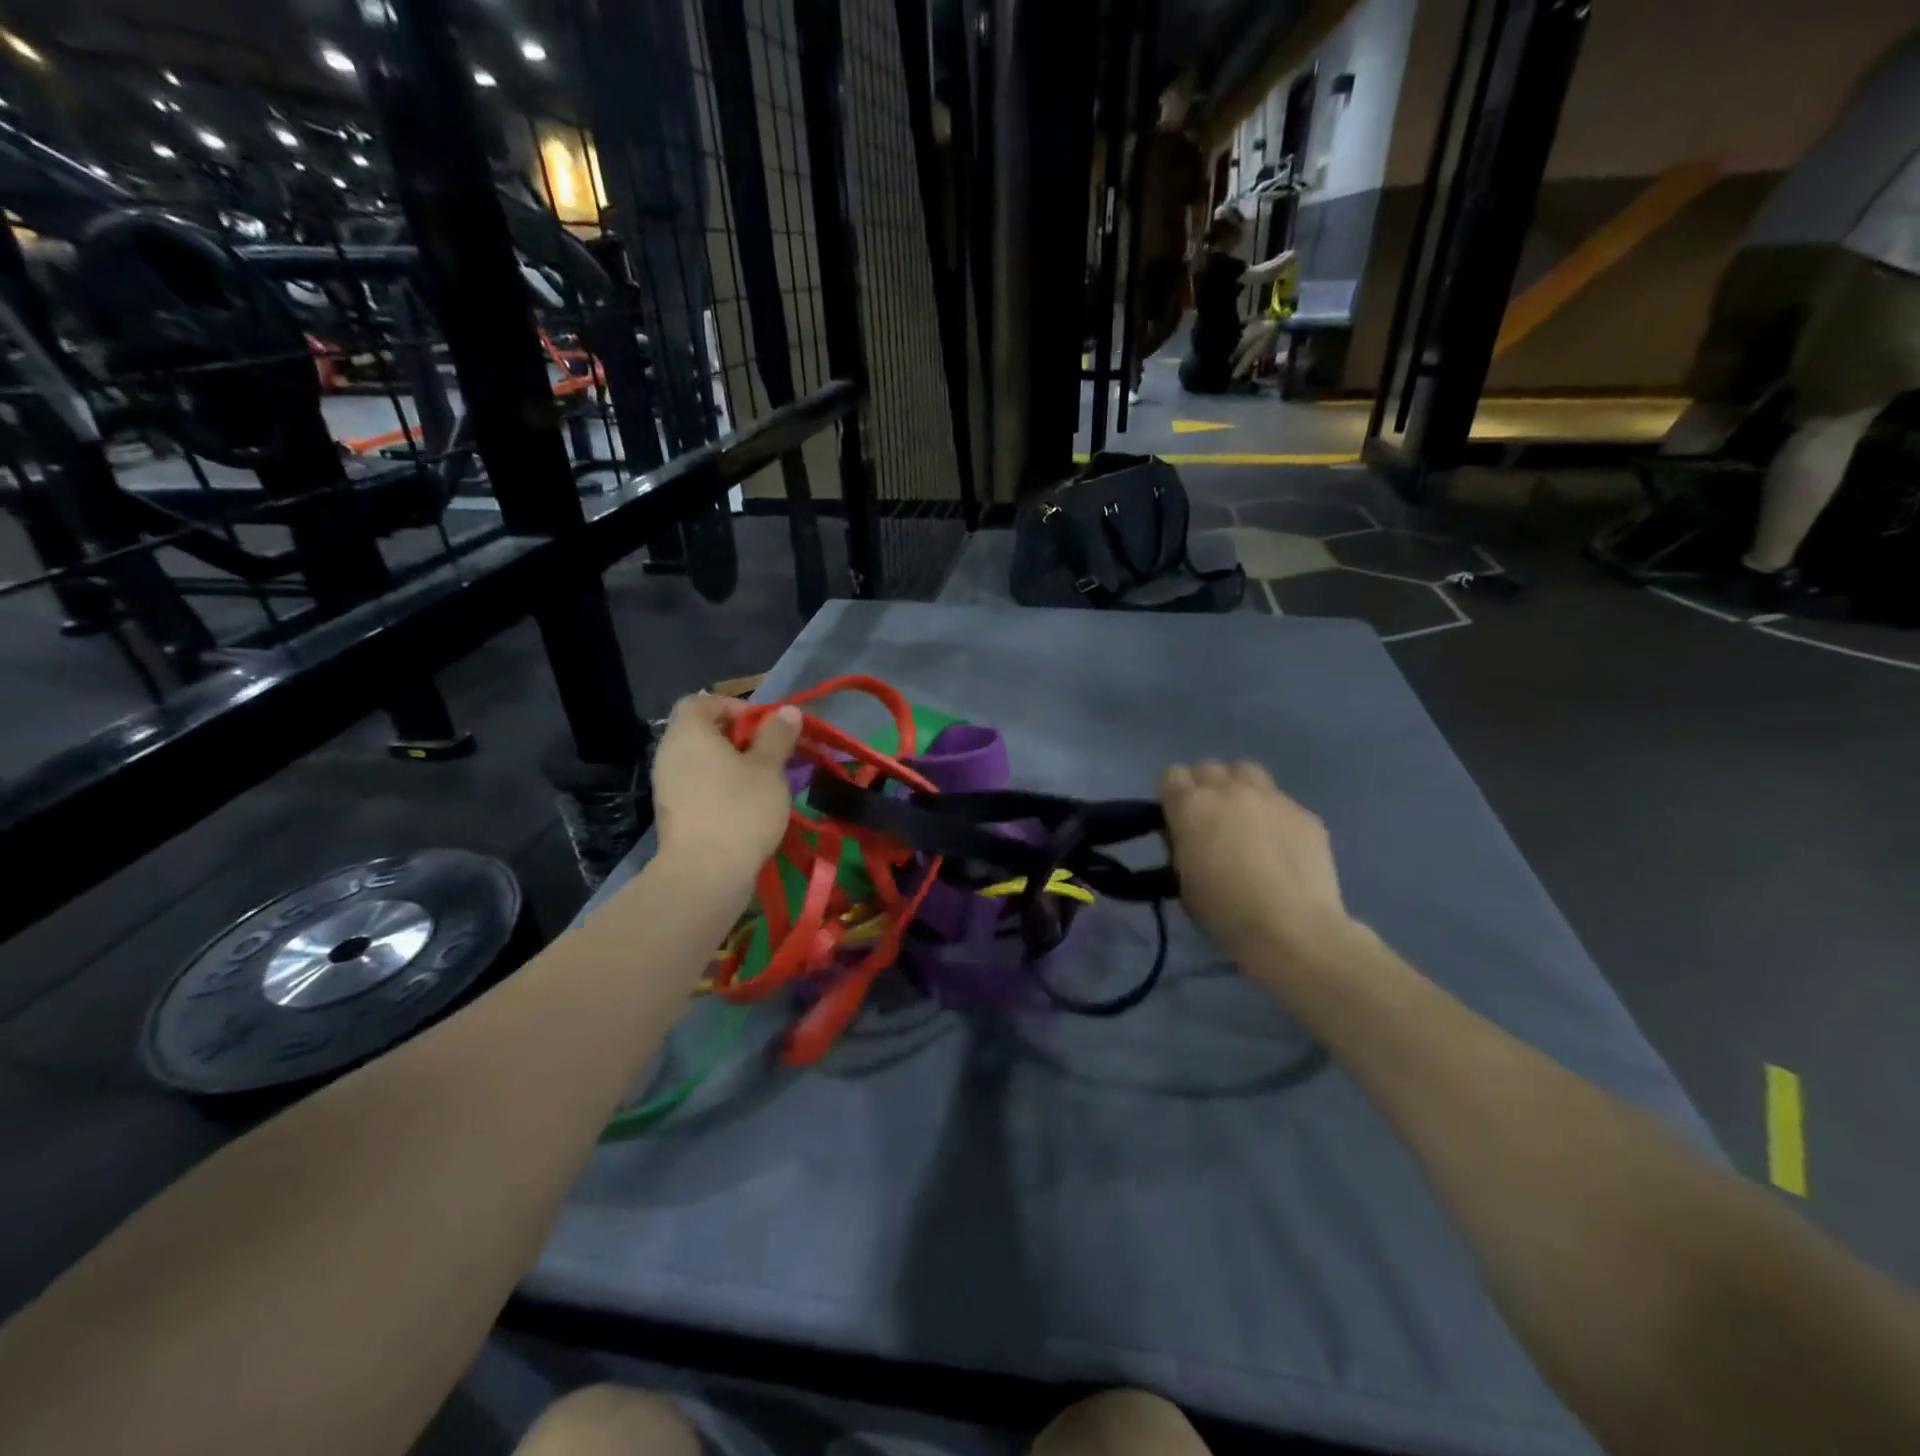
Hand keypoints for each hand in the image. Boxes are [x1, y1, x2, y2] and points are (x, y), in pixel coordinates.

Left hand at [651, 696, 802, 884]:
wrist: (705, 873)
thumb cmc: (740, 808)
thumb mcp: (769, 767)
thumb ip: (778, 735)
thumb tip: (788, 711)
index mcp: (688, 733)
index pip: (701, 702)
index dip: (734, 707)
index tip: (765, 726)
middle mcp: (670, 753)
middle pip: (702, 732)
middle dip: (738, 739)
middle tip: (771, 754)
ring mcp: (667, 786)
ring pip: (702, 762)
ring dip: (732, 766)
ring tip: (765, 782)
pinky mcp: (673, 814)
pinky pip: (699, 787)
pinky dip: (721, 788)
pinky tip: (748, 806)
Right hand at [1160, 760, 1356, 976]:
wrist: (1292, 930)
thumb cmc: (1225, 912)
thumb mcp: (1183, 881)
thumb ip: (1181, 846)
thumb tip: (1188, 836)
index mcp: (1190, 806)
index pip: (1172, 774)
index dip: (1173, 795)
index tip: (1178, 819)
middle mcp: (1229, 790)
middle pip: (1208, 767)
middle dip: (1204, 788)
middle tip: (1210, 820)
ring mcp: (1271, 798)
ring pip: (1246, 772)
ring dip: (1239, 788)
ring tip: (1245, 820)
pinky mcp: (1305, 813)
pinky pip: (1281, 801)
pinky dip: (1273, 815)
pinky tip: (1281, 846)